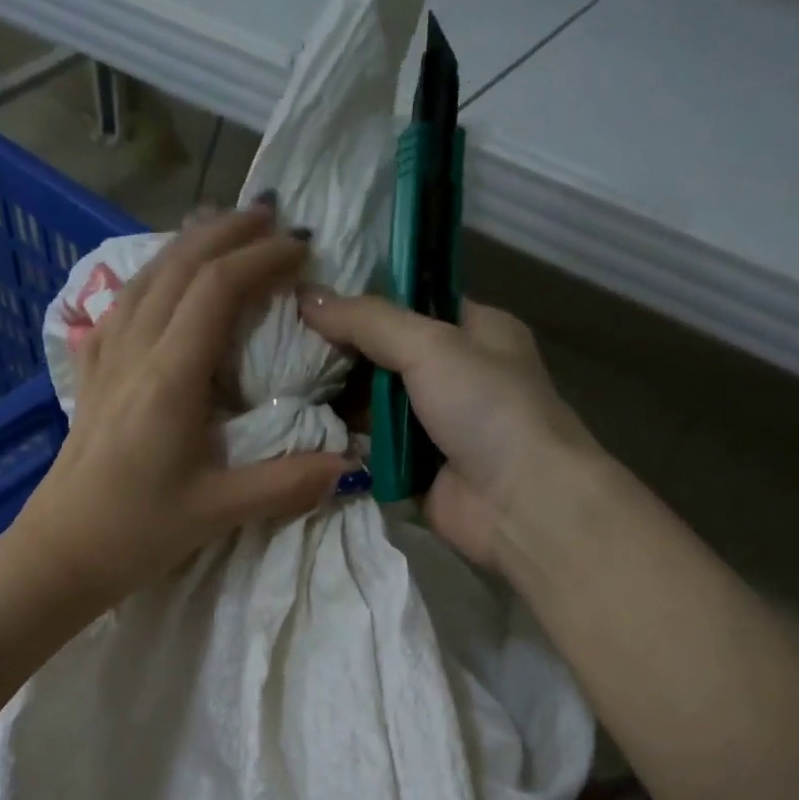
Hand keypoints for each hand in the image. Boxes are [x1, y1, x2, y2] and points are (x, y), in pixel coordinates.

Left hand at [7, 205, 349, 611]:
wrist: (61, 551)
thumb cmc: (137, 532)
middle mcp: (134, 353)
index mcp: (169, 378)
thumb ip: (285, 484)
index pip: (217, 289)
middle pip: (179, 265)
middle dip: (228, 232)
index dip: (262, 259)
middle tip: (273, 218)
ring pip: (146, 277)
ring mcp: (105, 360)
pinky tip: (160, 283)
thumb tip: (347, 465)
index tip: (303, 250)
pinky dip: (151, 278)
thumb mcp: (218, 512)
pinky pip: (120, 306)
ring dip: (188, 245)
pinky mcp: (89, 377)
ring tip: (224, 232)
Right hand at [301, 290, 594, 566]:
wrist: (519, 502)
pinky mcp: (414, 470)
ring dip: (335, 401)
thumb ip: (368, 321)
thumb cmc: (487, 408)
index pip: (411, 304)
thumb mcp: (430, 346)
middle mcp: (455, 376)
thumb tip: (306, 296)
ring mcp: (433, 427)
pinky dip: (343, 443)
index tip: (310, 300)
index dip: (364, 301)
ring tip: (279, 386)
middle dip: (340, 355)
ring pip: (373, 406)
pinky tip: (300, 429)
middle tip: (284, 347)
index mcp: (475, 332)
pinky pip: (370, 450)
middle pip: (385, 358)